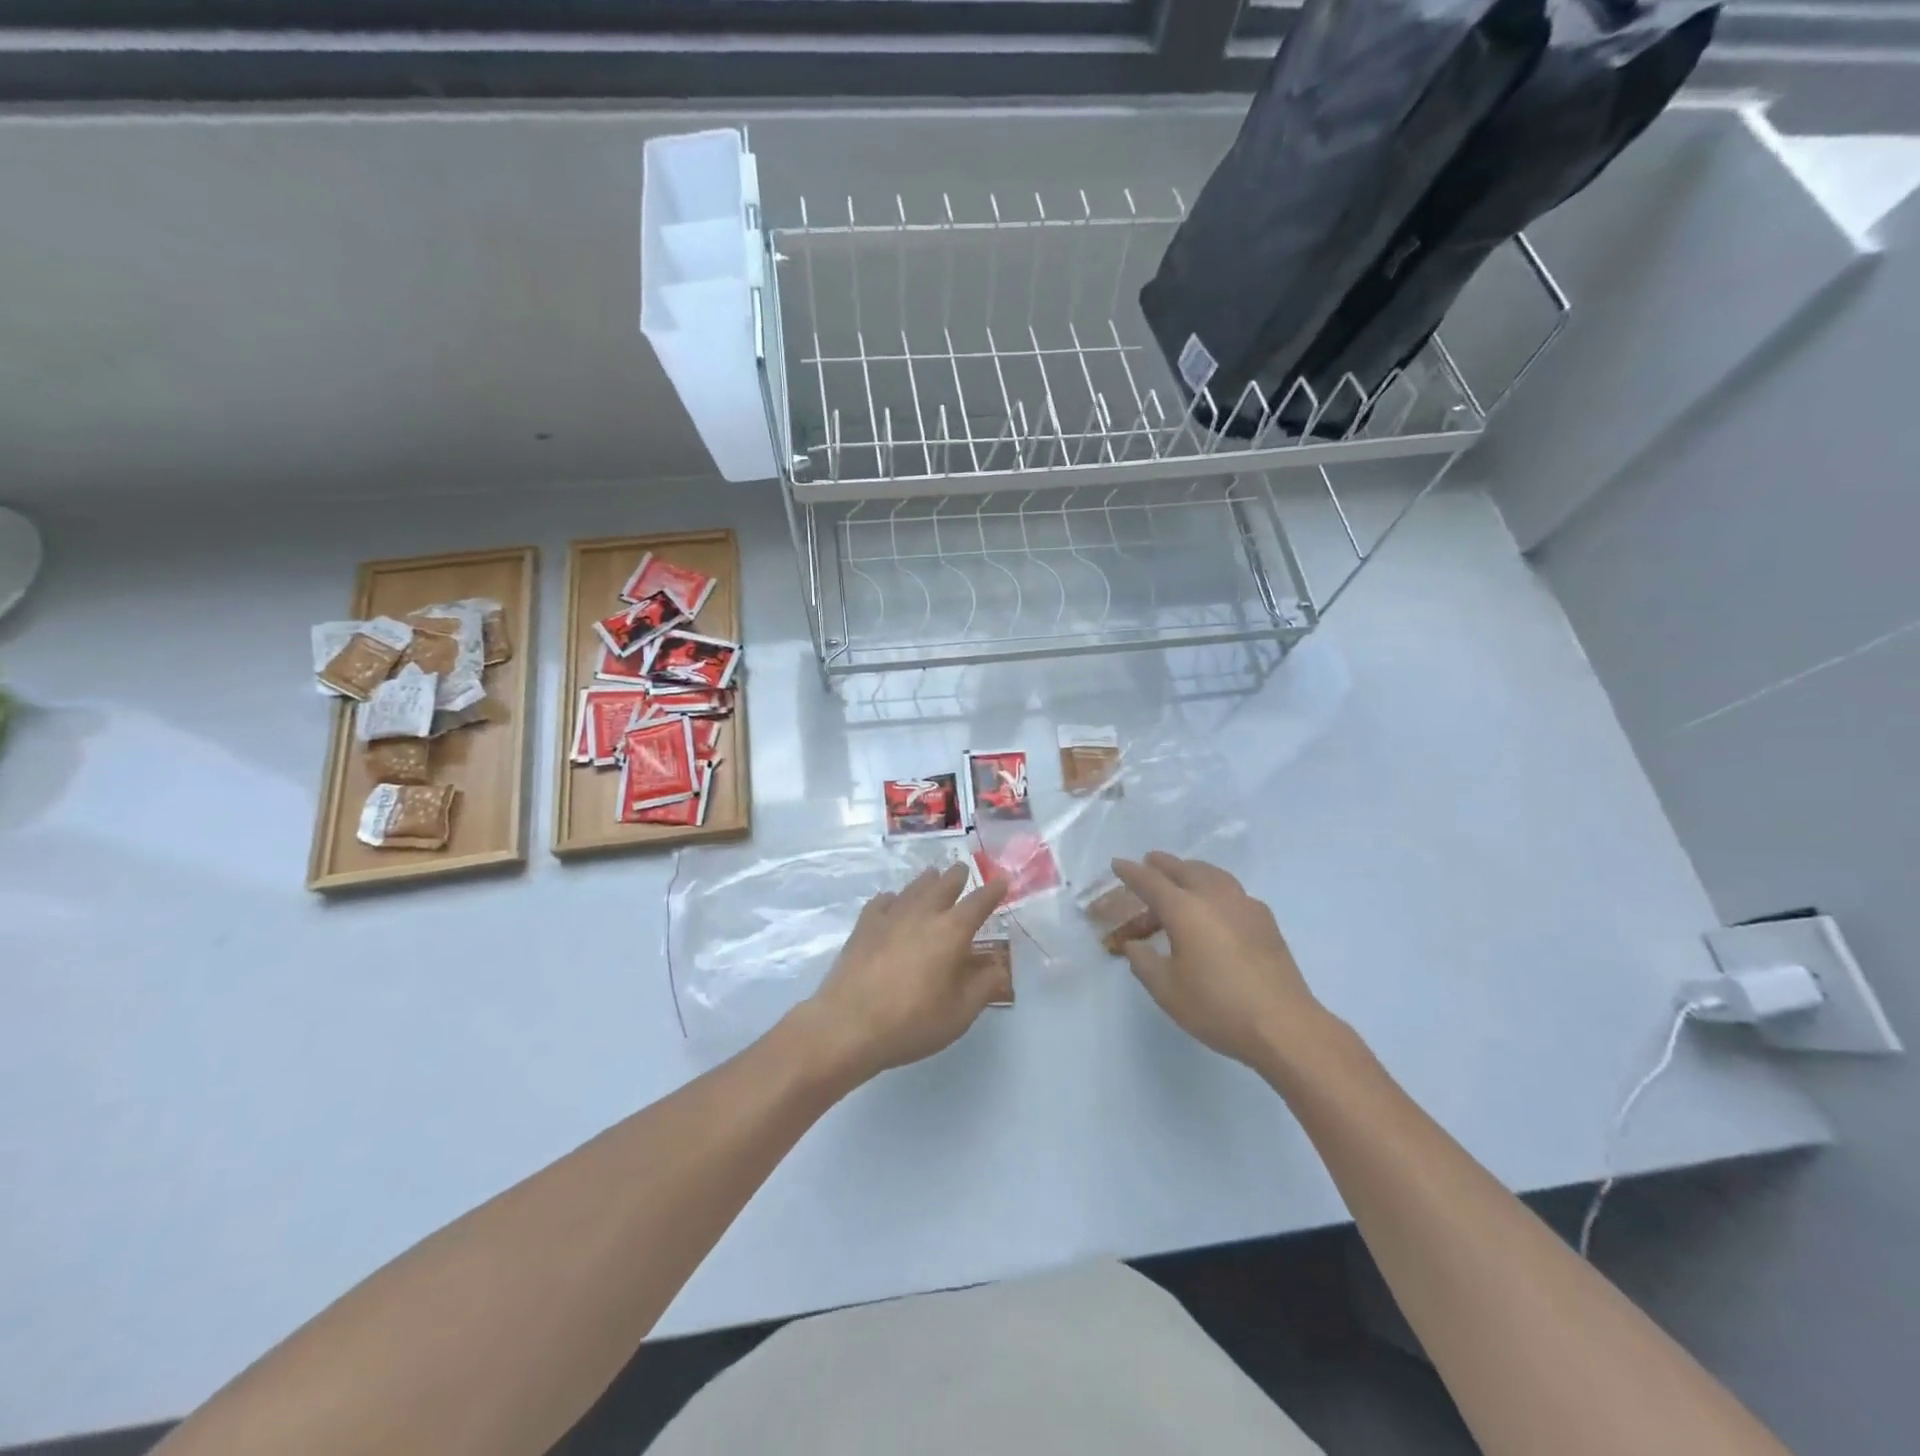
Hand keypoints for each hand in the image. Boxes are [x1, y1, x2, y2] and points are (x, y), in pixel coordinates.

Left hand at [797, 865, 1008, 1085]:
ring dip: (927, 880)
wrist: (849, 1023)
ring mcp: (890, 916)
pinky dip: (894, 898)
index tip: (1003, 879)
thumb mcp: (960, 1013)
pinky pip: (883, 901)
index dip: (993, 891)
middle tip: (962, 869)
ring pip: (914, 888)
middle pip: (944, 884)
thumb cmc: (912, 1021)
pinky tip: (892, 902)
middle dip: (957, 876)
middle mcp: (923, 914)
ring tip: (933, 876)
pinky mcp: (864, 925)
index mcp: (952, 931)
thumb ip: (984, 986)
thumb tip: (998, 966)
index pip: (979, 902)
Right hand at [1112, 852, 1325, 1069]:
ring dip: (1192, 871)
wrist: (1284, 1026)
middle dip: (1163, 864)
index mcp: (1185, 910)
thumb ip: (1144, 962)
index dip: (1131, 872)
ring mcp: (1244, 906)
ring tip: (1183, 876)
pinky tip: (1216, 906)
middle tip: (1149, 862)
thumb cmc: (1217, 1007)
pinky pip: (1232, 890)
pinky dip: (1215, 887)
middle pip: (1184, 869)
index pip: (1151, 882)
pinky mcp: (1265, 920)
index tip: (1118, 864)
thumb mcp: (1166, 990)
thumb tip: (1134, 946)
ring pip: (1212, 875)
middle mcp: (1214, 897)